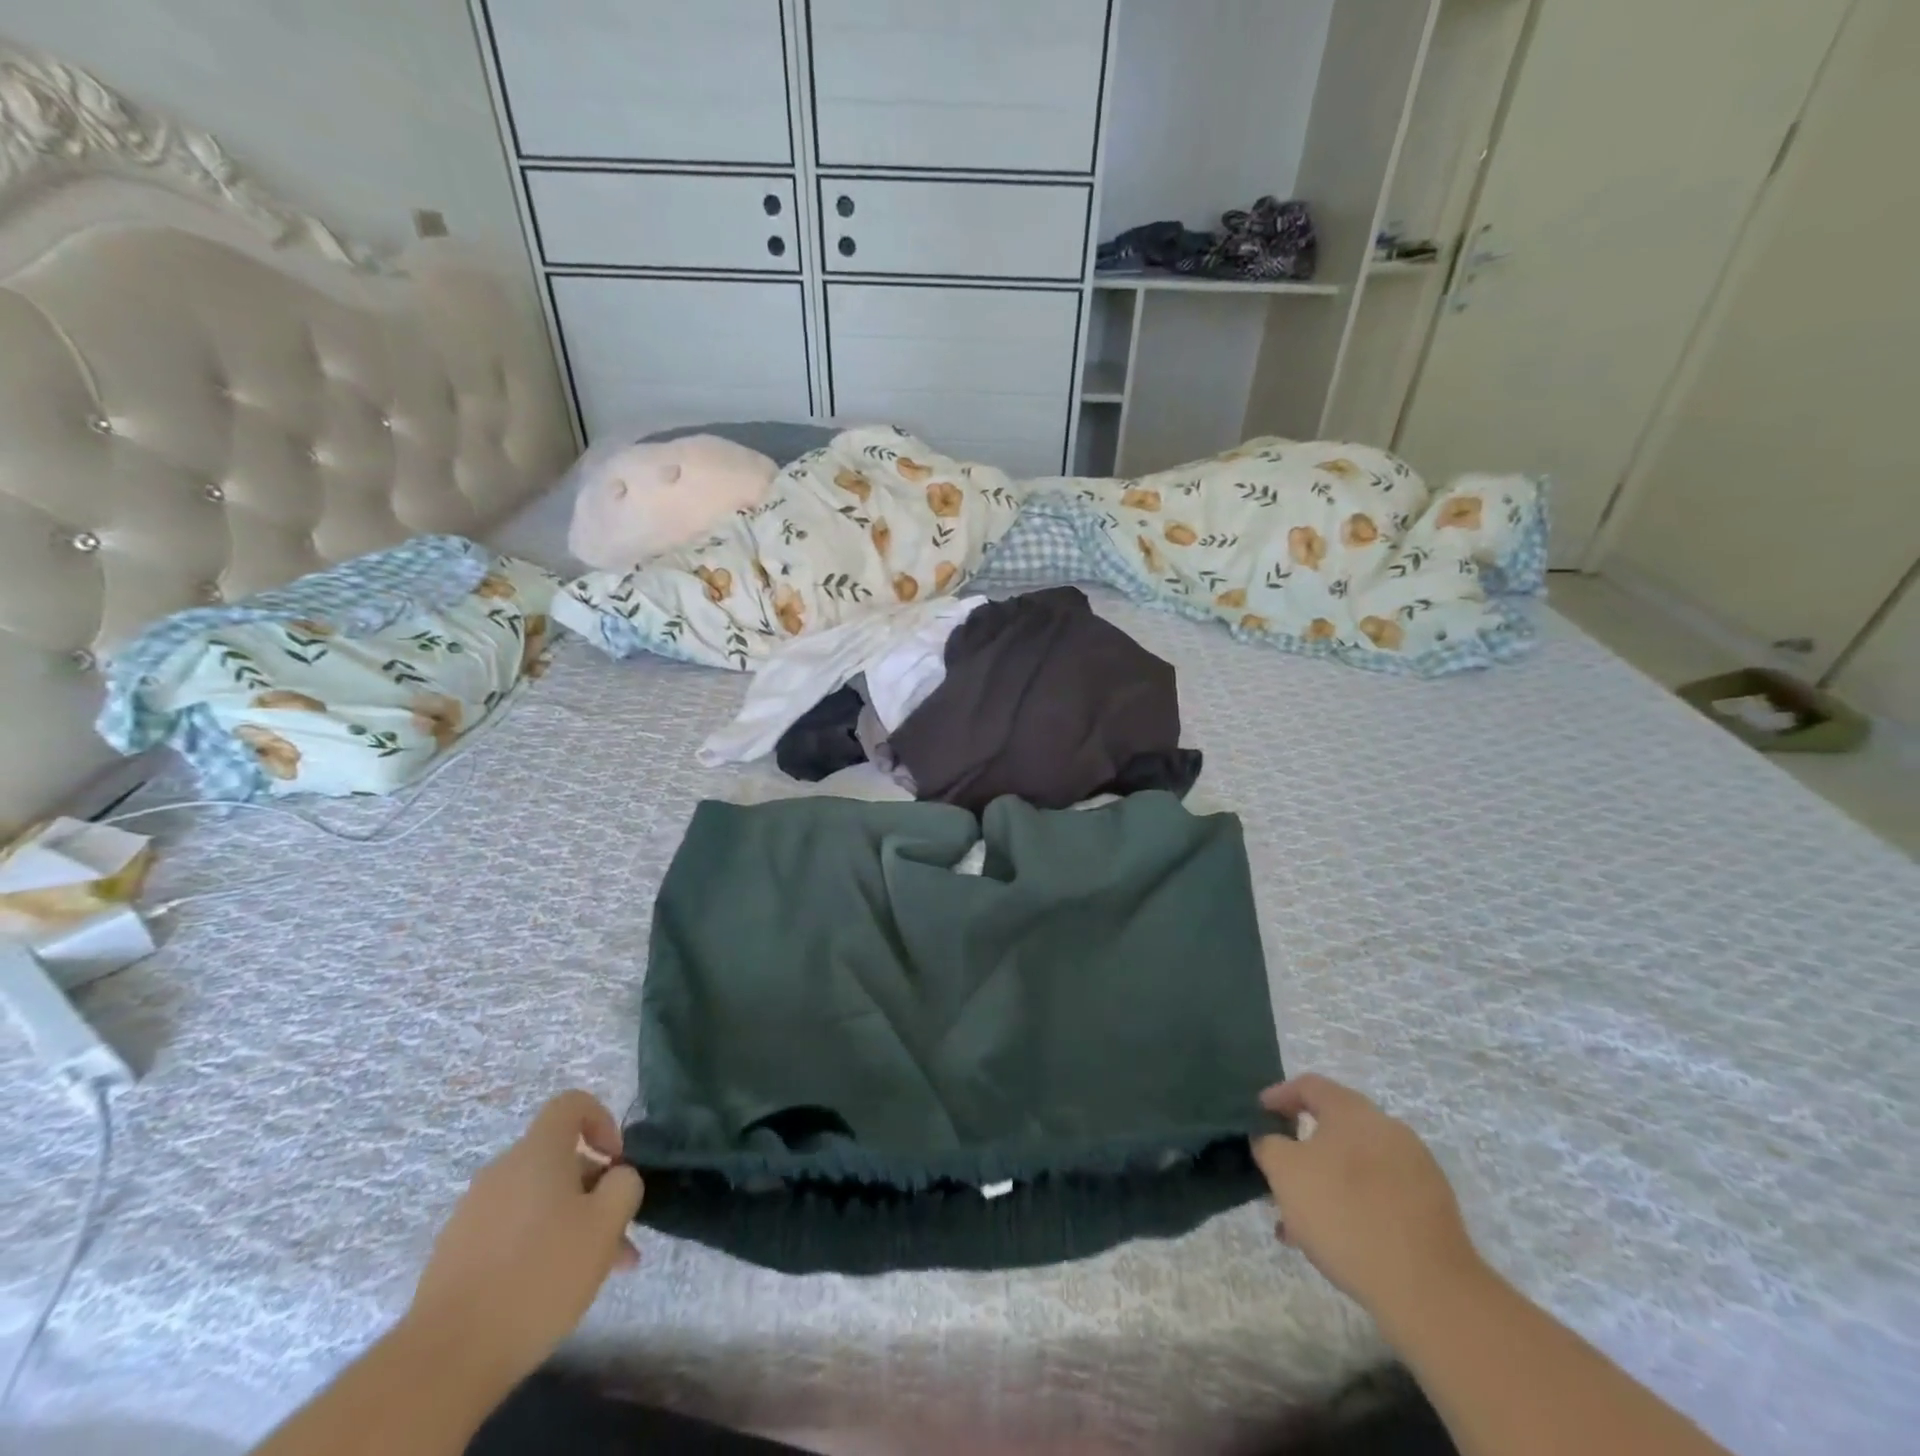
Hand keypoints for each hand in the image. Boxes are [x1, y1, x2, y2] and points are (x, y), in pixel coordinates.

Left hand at [404, 1090, 644, 1384]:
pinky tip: (553, 1291)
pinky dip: (539, 1247)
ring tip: (597, 1272)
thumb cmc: (539, 1274)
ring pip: (539, 1202)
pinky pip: (511, 1232)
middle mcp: (501, 1172)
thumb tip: (617, 1178)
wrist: (445, 1359)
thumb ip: (624, 1185)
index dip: (602, 1120)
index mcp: (537, 1153)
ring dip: (572, 1224)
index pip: (571, 1104)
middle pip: (559, 1161)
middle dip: (595, 1191)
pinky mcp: (456, 1255)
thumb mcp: (605, 1224)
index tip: (616, 1161)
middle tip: (619, 1235)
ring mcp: (472, 1214)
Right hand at [1250, 1075, 1484, 1329]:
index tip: (1257, 1116)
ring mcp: (1416, 1169)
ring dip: (1324, 1183)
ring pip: (1355, 1166)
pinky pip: (1379, 1195)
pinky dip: (1353, 1206)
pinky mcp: (1432, 1210)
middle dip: (1300, 1149)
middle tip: (1277, 1174)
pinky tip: (1336, 1240)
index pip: (1308, 1086)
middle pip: (1333, 1127)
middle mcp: (1387, 1129)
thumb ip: (1268, 1145)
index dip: (1278, 1095)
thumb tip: (1270, 1139)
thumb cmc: (1344, 1213)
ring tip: (1299, 1221)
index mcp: (1352, 1110)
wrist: (1429, 1290)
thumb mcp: (1285, 1171)